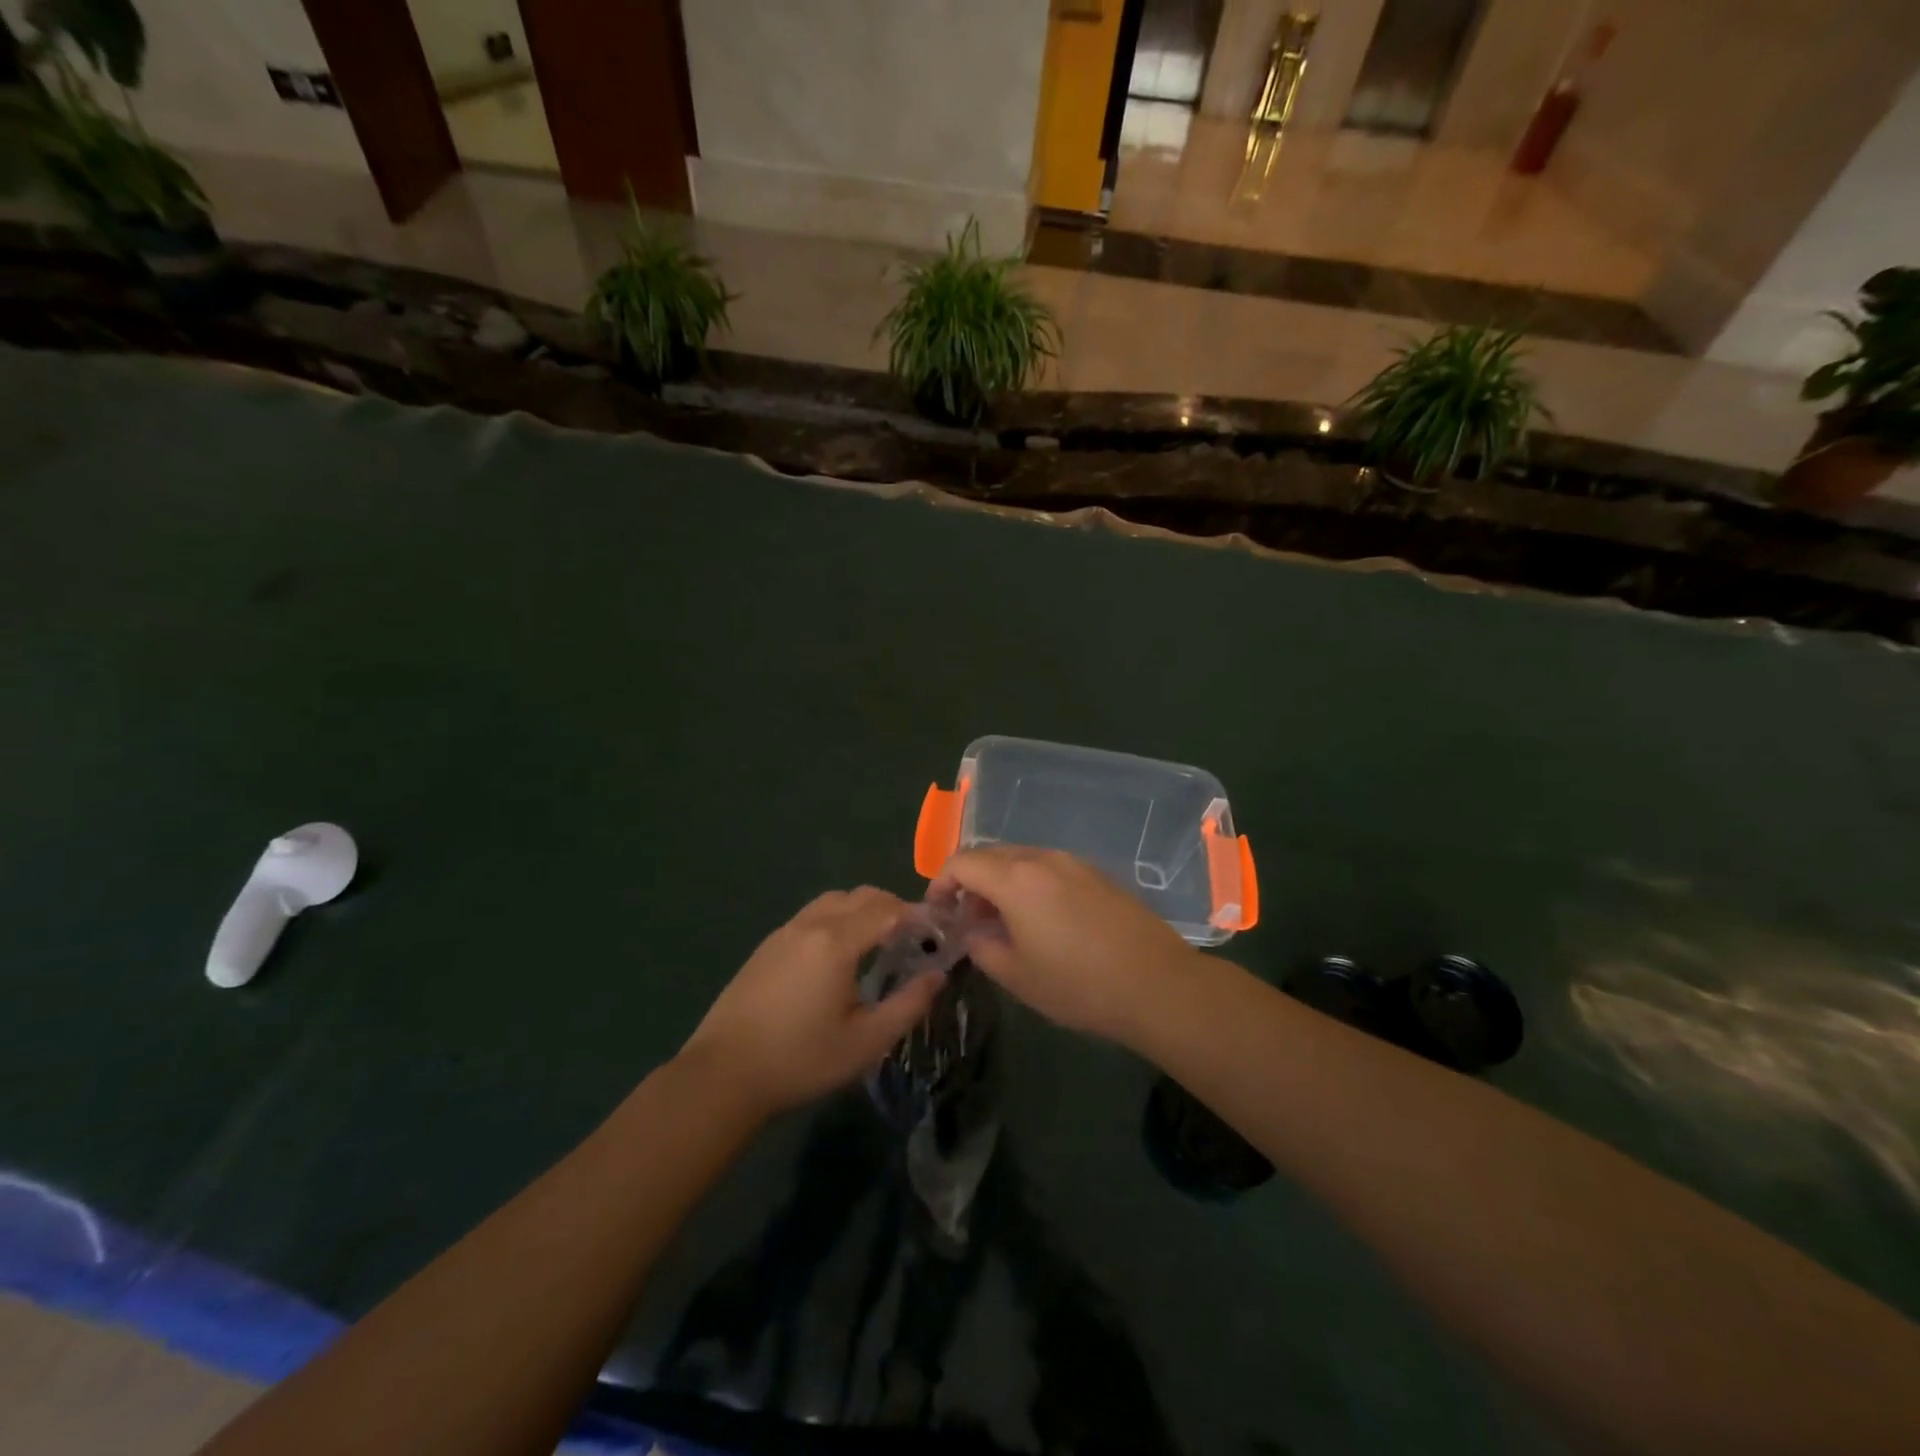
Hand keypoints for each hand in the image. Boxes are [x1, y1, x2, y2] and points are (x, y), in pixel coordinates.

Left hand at [679, 887, 945, 1117]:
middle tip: (912, 937)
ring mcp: (784, 932)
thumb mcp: (866, 1042)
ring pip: (833, 901)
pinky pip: (812, 915)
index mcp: (836, 942)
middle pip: (861, 896)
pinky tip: (838, 955)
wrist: (723, 1075)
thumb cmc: (801, 1060)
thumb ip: (908, 1004)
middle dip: (892, 907)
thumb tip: (937, 975)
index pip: (887, 910)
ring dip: (862, 909)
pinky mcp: (767, 946)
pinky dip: (837, 919)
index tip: (937, 931)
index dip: (916, 915)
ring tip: (877, 942)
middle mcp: (810, 925)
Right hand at [935, 847, 1197, 1045]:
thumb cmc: (1078, 984)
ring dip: (1000, 882)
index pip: (962, 862)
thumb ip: (981, 946)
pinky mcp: (1097, 874)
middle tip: (967, 919)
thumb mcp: (1016, 975)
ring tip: (1002, 922)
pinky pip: (1048, 868)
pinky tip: (1040, 920)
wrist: (1157, 984)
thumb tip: (972, 931)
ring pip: (1021, 859)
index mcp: (1015, 878)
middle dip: (970, 881)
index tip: (937, 910)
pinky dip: (1029, 884)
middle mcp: (1043, 858)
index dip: (941, 882)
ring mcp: (1074, 863)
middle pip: (991, 854)